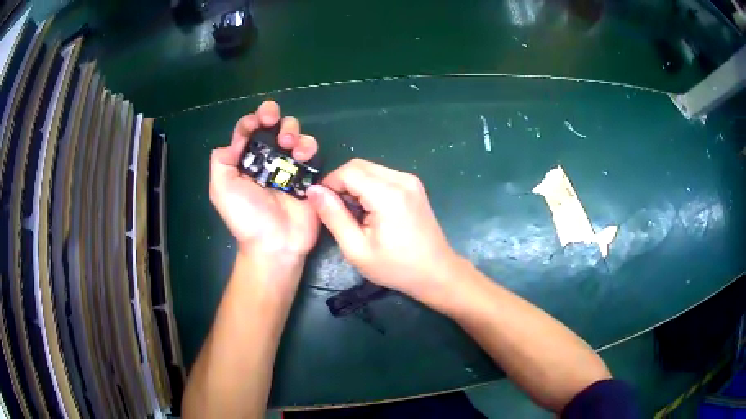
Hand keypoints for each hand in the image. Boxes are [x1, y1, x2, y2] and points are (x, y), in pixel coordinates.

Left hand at [210, 102, 319, 260]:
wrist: (275, 244)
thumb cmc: (246, 217)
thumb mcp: (221, 189)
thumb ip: (221, 160)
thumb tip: (236, 140)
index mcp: (245, 161)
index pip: (247, 131)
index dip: (251, 120)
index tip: (256, 123)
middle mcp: (267, 159)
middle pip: (272, 125)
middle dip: (273, 116)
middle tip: (273, 122)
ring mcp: (289, 166)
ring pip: (294, 133)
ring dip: (292, 130)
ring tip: (290, 145)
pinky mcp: (308, 175)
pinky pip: (311, 152)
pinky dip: (309, 147)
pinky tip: (303, 157)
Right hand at [306, 159, 459, 297]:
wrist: (436, 272)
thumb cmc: (395, 267)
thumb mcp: (356, 249)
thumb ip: (333, 216)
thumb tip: (313, 191)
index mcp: (388, 194)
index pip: (347, 171)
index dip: (329, 184)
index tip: (324, 207)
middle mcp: (401, 179)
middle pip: (358, 165)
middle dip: (341, 183)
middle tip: (339, 212)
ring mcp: (410, 180)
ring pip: (369, 168)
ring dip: (355, 185)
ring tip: (355, 214)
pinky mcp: (414, 185)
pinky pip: (382, 175)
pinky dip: (369, 187)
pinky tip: (371, 211)